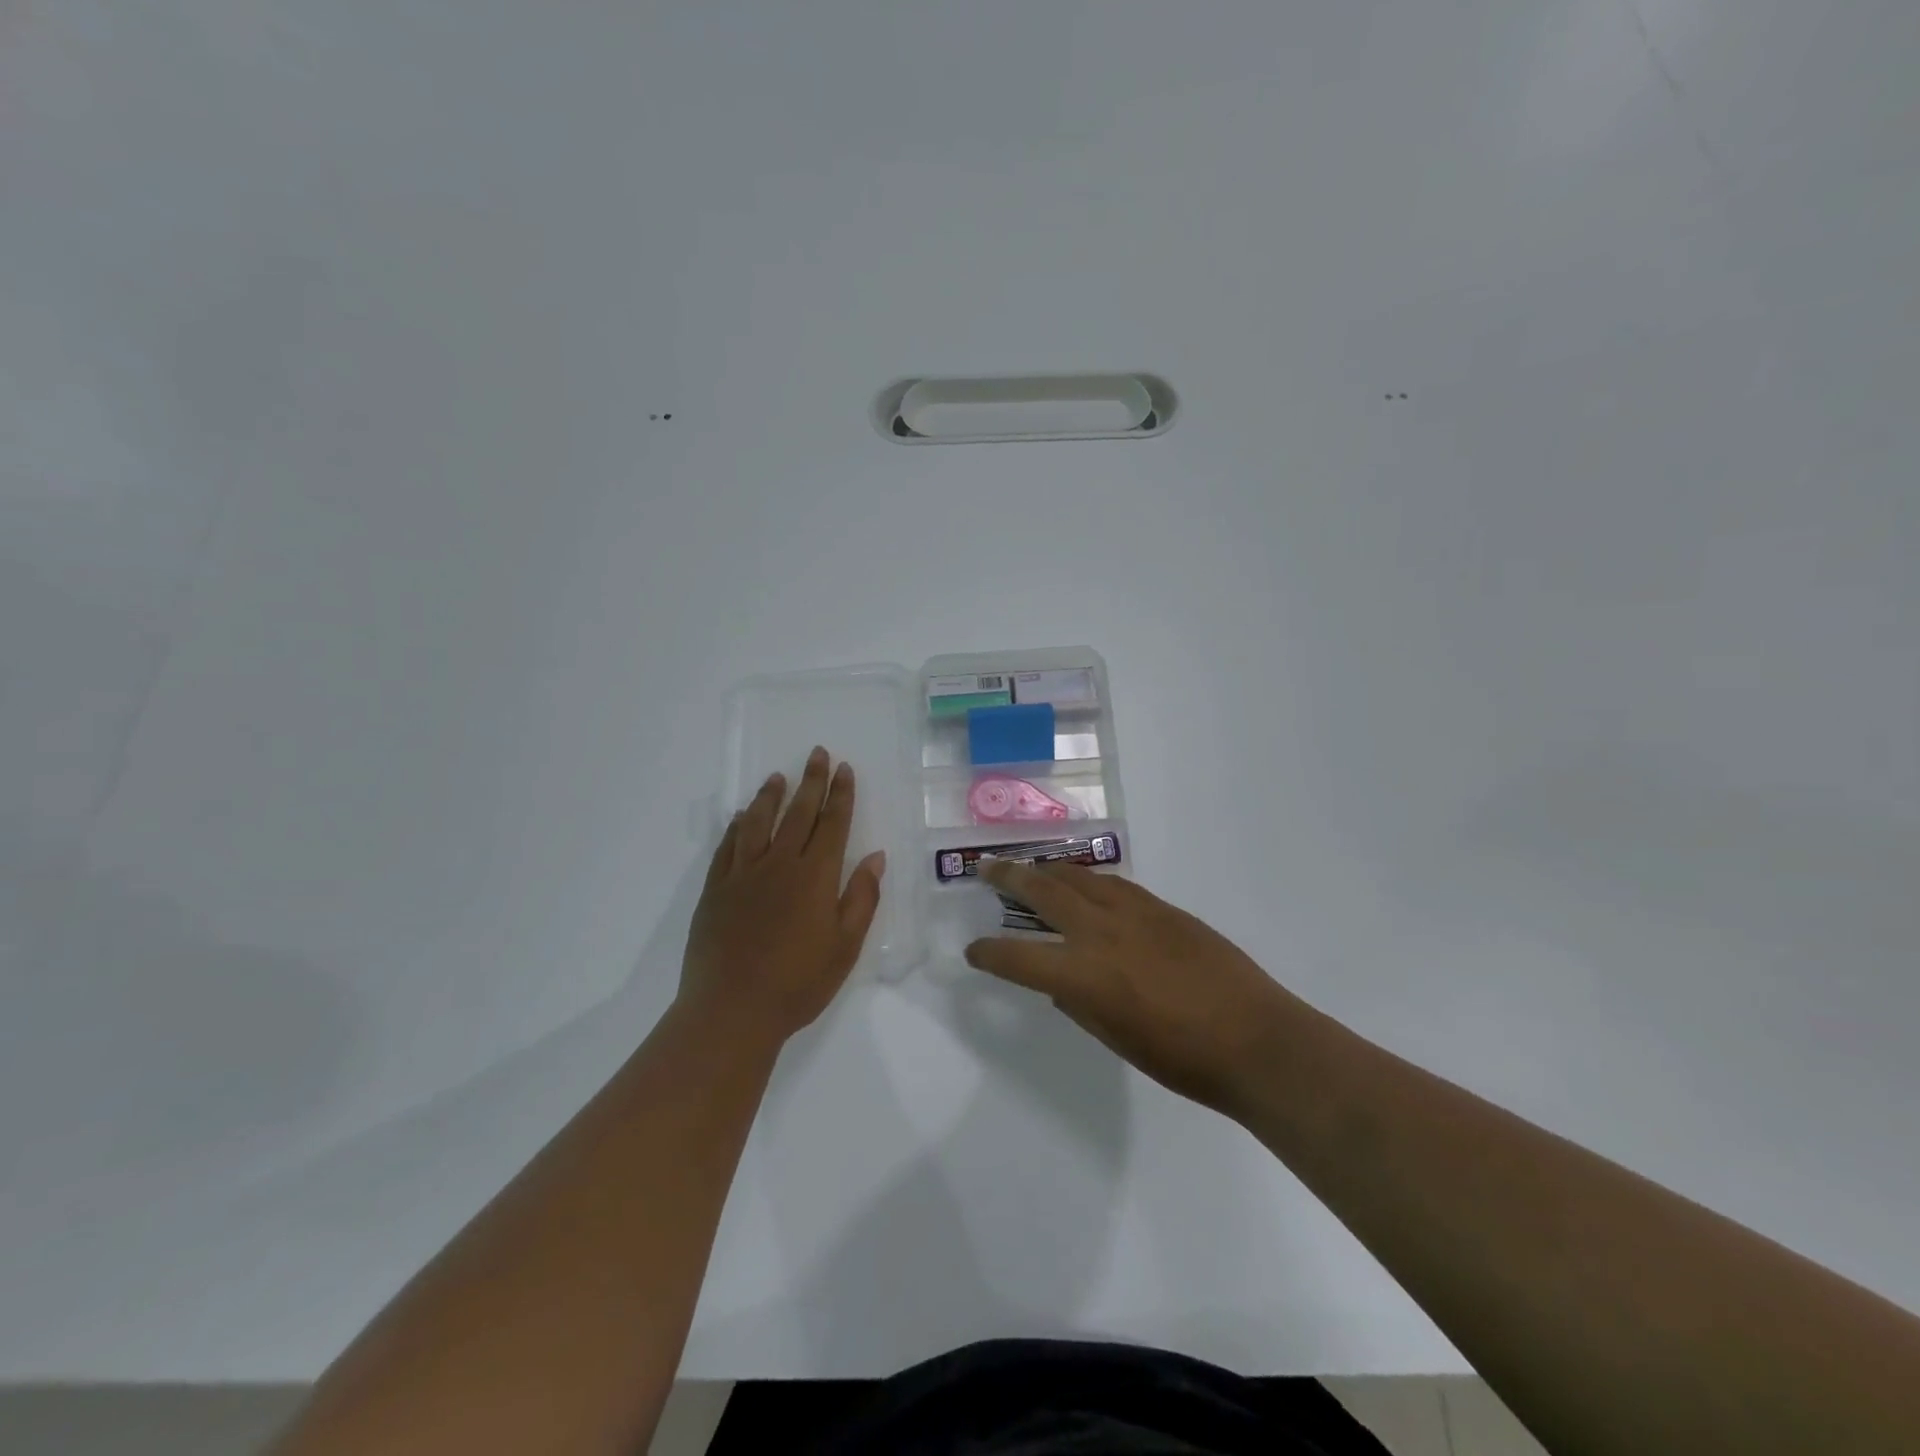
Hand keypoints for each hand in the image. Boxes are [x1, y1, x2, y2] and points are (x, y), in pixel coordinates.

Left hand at [681, 746, 885, 1047]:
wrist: (731, 1011)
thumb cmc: (798, 983)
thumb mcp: (845, 946)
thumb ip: (861, 897)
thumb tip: (875, 857)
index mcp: (815, 876)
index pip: (832, 823)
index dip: (840, 794)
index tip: (845, 769)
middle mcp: (779, 864)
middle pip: (798, 813)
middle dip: (811, 781)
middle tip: (817, 754)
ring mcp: (743, 874)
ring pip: (758, 822)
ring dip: (771, 796)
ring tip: (778, 776)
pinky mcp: (716, 889)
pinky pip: (728, 846)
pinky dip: (737, 826)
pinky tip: (741, 817)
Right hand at [964, 862, 1294, 1114]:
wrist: (1256, 1039)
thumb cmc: (1182, 1059)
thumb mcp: (1116, 1039)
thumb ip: (1080, 1003)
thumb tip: (1061, 981)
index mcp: (1083, 975)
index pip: (1018, 957)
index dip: (989, 954)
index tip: (974, 951)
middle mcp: (1101, 933)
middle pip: (1043, 891)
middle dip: (1009, 877)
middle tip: (987, 868)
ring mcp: (1134, 912)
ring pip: (1080, 877)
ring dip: (1049, 870)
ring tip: (1032, 868)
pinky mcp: (1163, 907)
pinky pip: (1114, 884)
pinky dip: (1090, 880)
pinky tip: (1086, 885)